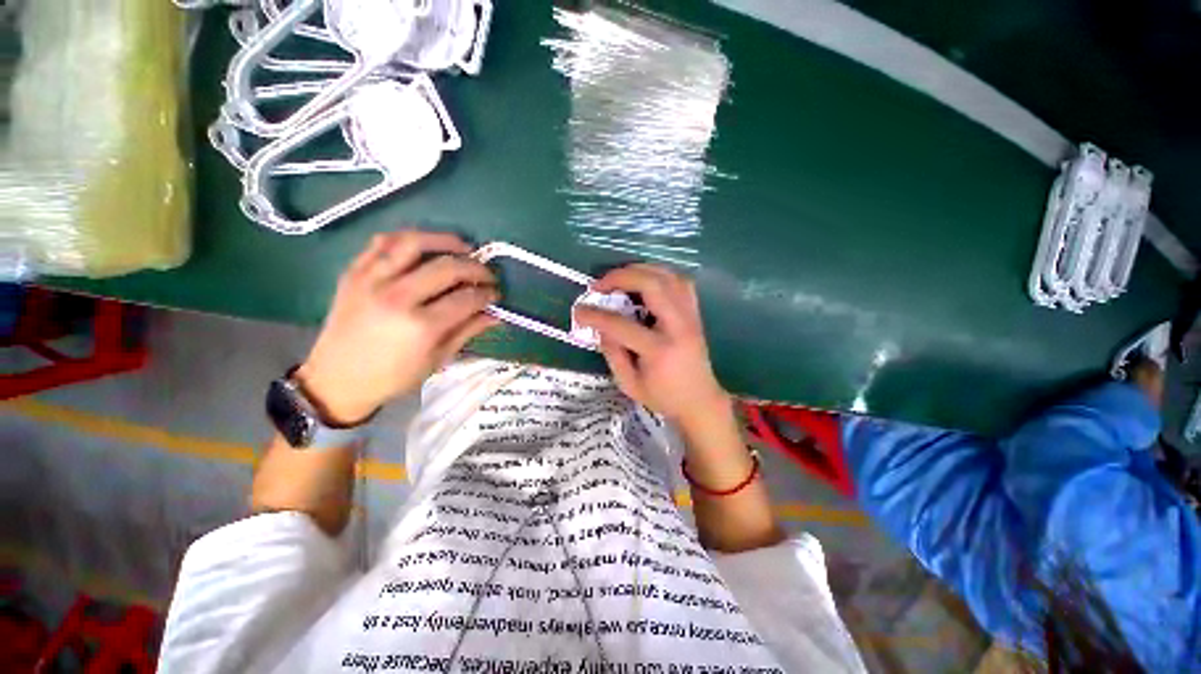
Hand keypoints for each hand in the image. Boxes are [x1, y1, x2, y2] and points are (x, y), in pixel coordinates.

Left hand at [295, 230, 498, 424]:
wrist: (337, 378)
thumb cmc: (393, 376)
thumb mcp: (437, 359)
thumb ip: (468, 331)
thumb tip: (496, 314)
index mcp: (421, 326)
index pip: (466, 298)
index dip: (488, 294)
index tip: (496, 295)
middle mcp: (397, 297)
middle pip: (447, 268)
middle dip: (476, 268)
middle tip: (487, 275)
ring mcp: (371, 280)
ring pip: (414, 243)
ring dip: (446, 240)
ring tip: (464, 247)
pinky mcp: (353, 272)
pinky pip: (382, 242)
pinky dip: (408, 238)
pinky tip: (426, 246)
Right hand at [573, 264, 729, 427]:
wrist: (699, 401)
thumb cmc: (663, 397)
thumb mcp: (629, 383)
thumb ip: (612, 353)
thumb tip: (601, 326)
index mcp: (659, 350)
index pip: (621, 325)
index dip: (595, 315)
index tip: (579, 310)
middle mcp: (678, 326)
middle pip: (651, 285)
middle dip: (620, 277)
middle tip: (600, 285)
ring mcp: (690, 316)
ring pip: (668, 276)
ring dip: (640, 270)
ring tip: (619, 279)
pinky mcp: (695, 313)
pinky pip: (680, 282)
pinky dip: (660, 275)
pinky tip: (645, 282)